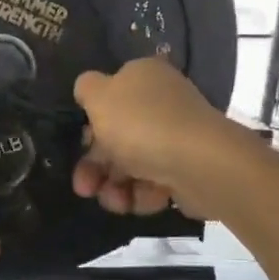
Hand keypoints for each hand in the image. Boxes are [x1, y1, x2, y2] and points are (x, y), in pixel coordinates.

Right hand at [70, 58, 247, 220]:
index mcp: (143, 76)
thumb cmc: (140, 124)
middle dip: (96, 167)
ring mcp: (176, 136)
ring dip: (116, 187)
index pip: (109, 97)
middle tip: (84, 189)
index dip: (90, 124)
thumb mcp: (99, 96)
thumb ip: (86, 87)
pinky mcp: (187, 167)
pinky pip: (155, 182)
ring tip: (116, 202)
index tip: (80, 145)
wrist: (198, 163)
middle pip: (117, 136)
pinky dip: (144, 194)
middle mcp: (161, 103)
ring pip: (132, 164)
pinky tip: (143, 200)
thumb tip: (88, 88)